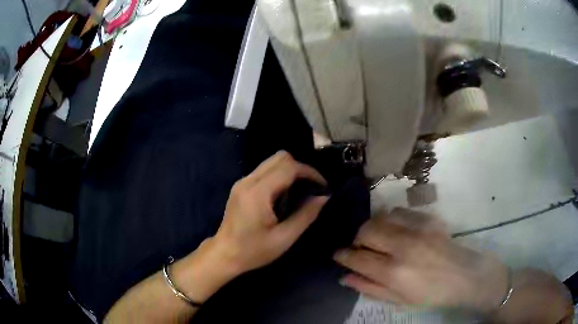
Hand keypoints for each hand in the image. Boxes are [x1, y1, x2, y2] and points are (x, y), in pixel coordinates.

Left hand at [212, 151, 328, 275]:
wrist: (224, 254)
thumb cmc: (253, 251)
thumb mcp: (284, 238)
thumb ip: (305, 215)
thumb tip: (323, 197)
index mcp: (258, 193)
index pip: (288, 167)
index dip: (309, 172)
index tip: (322, 186)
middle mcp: (248, 181)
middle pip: (280, 157)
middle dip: (300, 168)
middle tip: (312, 187)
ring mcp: (242, 182)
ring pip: (272, 162)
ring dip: (290, 170)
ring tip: (301, 190)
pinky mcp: (241, 186)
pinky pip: (265, 171)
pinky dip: (280, 175)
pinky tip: (285, 194)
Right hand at [334, 208, 508, 312]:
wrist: (464, 276)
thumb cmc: (430, 294)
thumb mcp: (398, 300)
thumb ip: (369, 288)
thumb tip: (344, 277)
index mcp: (394, 271)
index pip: (358, 257)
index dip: (343, 255)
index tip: (338, 254)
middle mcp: (403, 245)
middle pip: (366, 230)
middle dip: (357, 239)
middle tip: (361, 249)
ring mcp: (417, 228)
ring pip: (381, 217)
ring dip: (373, 228)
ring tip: (378, 239)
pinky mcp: (428, 218)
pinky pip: (398, 211)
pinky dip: (390, 220)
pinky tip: (396, 231)